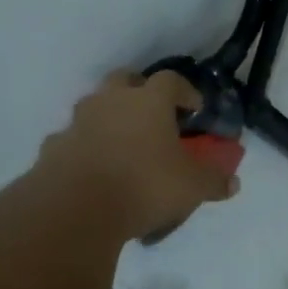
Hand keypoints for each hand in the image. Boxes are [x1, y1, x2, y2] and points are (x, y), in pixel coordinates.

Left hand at [38, 70, 239, 240]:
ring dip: (108, 118)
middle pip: (125, 79)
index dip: (185, 91)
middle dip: (140, 91)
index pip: (171, 80)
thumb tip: (233, 182)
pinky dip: (84, 148)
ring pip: (94, 107)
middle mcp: (111, 101)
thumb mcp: (192, 187)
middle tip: (152, 115)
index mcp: (148, 100)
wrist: (76, 209)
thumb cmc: (144, 186)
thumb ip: (214, 180)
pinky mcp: (54, 147)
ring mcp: (78, 122)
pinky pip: (73, 139)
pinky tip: (93, 169)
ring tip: (121, 145)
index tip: (194, 108)